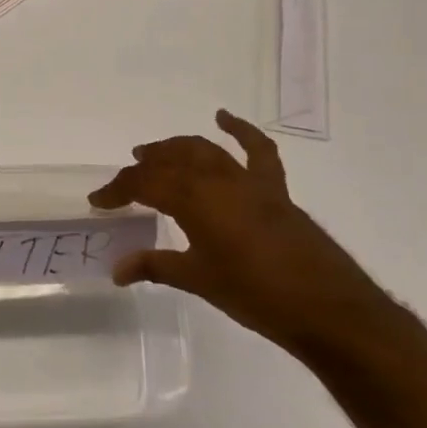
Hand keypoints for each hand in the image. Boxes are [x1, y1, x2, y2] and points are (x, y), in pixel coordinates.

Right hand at [91, 109, 389, 358]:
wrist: (328, 310)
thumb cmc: (255, 296)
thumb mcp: (198, 280)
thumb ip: (155, 267)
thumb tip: (116, 270)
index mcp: (193, 200)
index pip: (143, 184)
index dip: (117, 190)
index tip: (98, 201)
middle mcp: (216, 180)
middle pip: (170, 162)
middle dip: (142, 168)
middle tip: (125, 181)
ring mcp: (248, 181)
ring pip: (204, 150)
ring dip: (175, 148)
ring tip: (154, 153)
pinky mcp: (275, 189)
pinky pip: (258, 151)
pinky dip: (241, 130)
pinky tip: (224, 117)